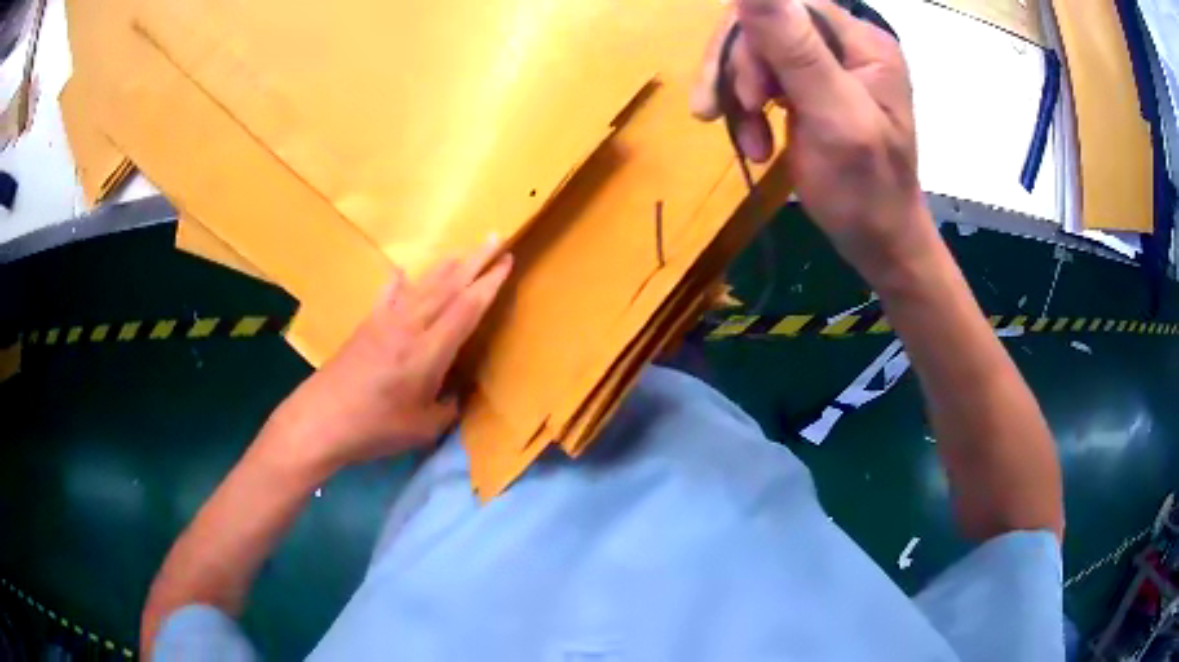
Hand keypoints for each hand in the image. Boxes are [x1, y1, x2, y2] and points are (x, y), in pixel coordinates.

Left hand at [257, 242, 512, 478]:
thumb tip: (455, 395)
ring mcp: (385, 322)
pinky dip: (398, 283)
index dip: (489, 284)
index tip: (508, 262)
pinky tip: (402, 271)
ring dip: (445, 266)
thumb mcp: (422, 429)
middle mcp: (409, 328)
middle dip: (475, 261)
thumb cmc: (374, 427)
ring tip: (463, 249)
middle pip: (448, 287)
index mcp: (428, 352)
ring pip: (422, 286)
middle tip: (496, 239)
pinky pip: (387, 296)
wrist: (320, 419)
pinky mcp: (366, 326)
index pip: (466, 309)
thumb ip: (446, 408)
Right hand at [692, 0, 934, 285]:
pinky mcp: (812, 90)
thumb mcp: (833, 117)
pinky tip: (754, 142)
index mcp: (861, 42)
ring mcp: (828, 67)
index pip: (787, 7)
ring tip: (746, 142)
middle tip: (730, 116)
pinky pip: (762, 79)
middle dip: (739, 71)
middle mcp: (845, 44)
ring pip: (756, 52)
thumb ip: (796, 48)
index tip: (745, 95)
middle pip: (765, 26)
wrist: (881, 246)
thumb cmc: (866, 192)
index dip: (750, 40)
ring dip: (737, 95)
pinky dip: (747, 110)